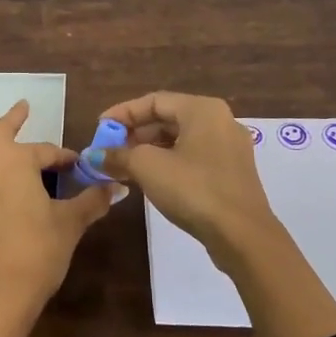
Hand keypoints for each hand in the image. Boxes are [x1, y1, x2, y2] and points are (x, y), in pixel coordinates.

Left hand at [0, 100, 119, 336]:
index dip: (63, 157)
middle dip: (14, 119)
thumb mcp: (70, 224)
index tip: (75, 165)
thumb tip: (118, 187)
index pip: (46, 152)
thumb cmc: (38, 253)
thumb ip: (92, 201)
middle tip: (22, 108)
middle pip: (0, 132)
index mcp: (18, 161)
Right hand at [86, 91, 278, 270]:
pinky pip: (193, 157)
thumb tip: (92, 155)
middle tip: (109, 150)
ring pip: (180, 140)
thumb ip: (118, 155)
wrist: (243, 236)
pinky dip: (169, 163)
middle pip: (168, 119)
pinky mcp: (232, 173)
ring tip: (124, 167)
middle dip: (135, 134)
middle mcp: (220, 121)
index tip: (99, 129)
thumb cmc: (194, 189)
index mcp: (203, 109)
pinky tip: (150, 180)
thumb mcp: (148, 167)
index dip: (123, 113)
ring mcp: (230, 148)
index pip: (154, 101)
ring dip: (149, 151)